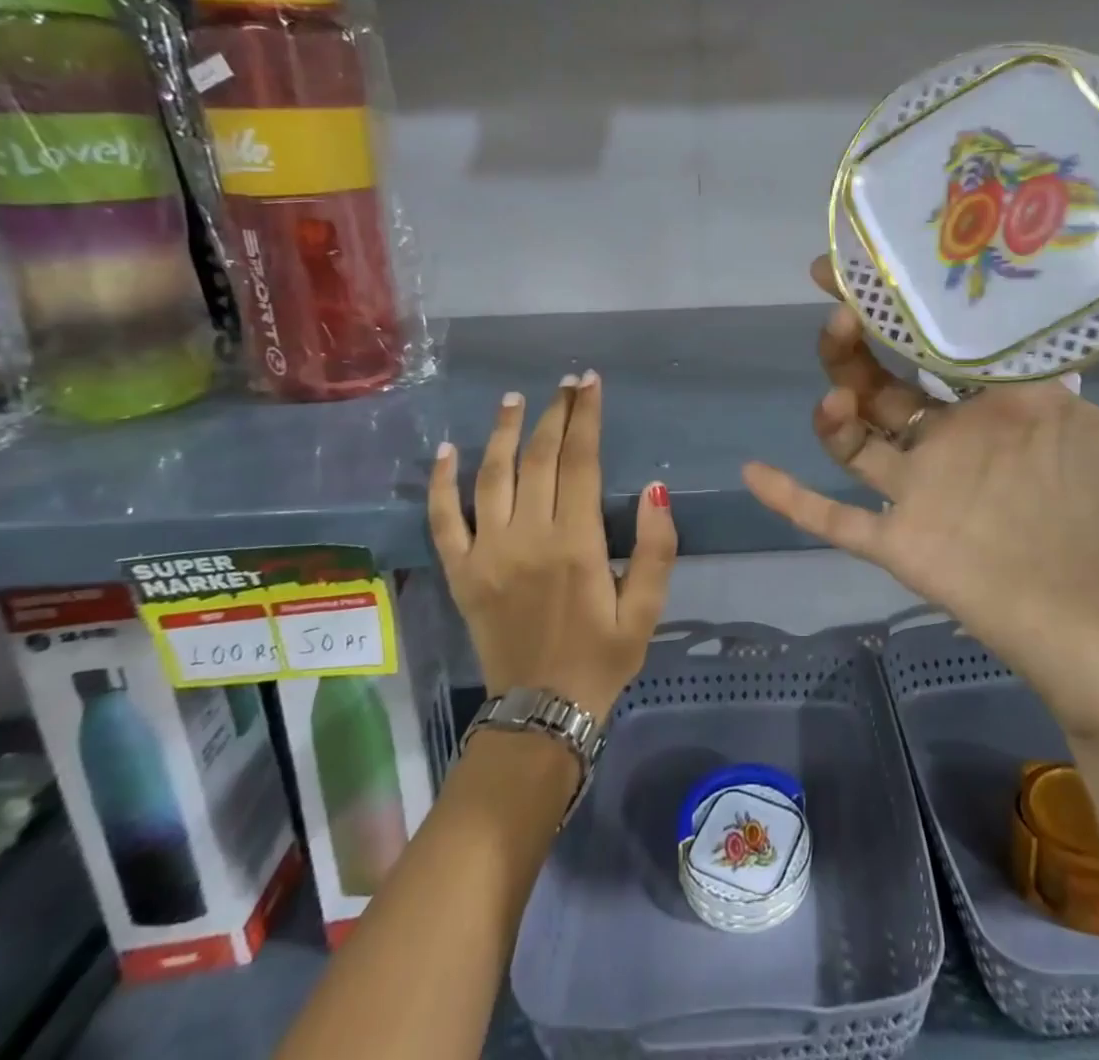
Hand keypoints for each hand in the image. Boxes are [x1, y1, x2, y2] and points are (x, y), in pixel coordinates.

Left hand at [428, 372, 678, 719]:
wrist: (542, 713)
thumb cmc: (602, 657)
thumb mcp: (647, 610)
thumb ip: (657, 549)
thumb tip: (657, 489)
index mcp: (576, 544)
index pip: (580, 462)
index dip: (586, 418)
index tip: (590, 384)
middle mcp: (528, 538)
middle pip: (538, 459)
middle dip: (554, 414)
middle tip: (566, 384)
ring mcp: (487, 553)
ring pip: (491, 477)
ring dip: (504, 433)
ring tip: (514, 399)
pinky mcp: (461, 572)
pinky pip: (444, 519)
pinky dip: (441, 482)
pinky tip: (446, 450)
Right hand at [741, 214, 1098, 740]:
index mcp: (1020, 400)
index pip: (957, 334)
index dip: (923, 292)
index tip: (891, 246)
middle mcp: (967, 436)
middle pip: (892, 373)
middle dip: (859, 328)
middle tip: (834, 284)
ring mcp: (931, 491)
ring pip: (857, 432)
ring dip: (834, 393)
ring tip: (836, 367)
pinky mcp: (907, 545)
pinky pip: (836, 519)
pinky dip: (793, 499)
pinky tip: (753, 471)